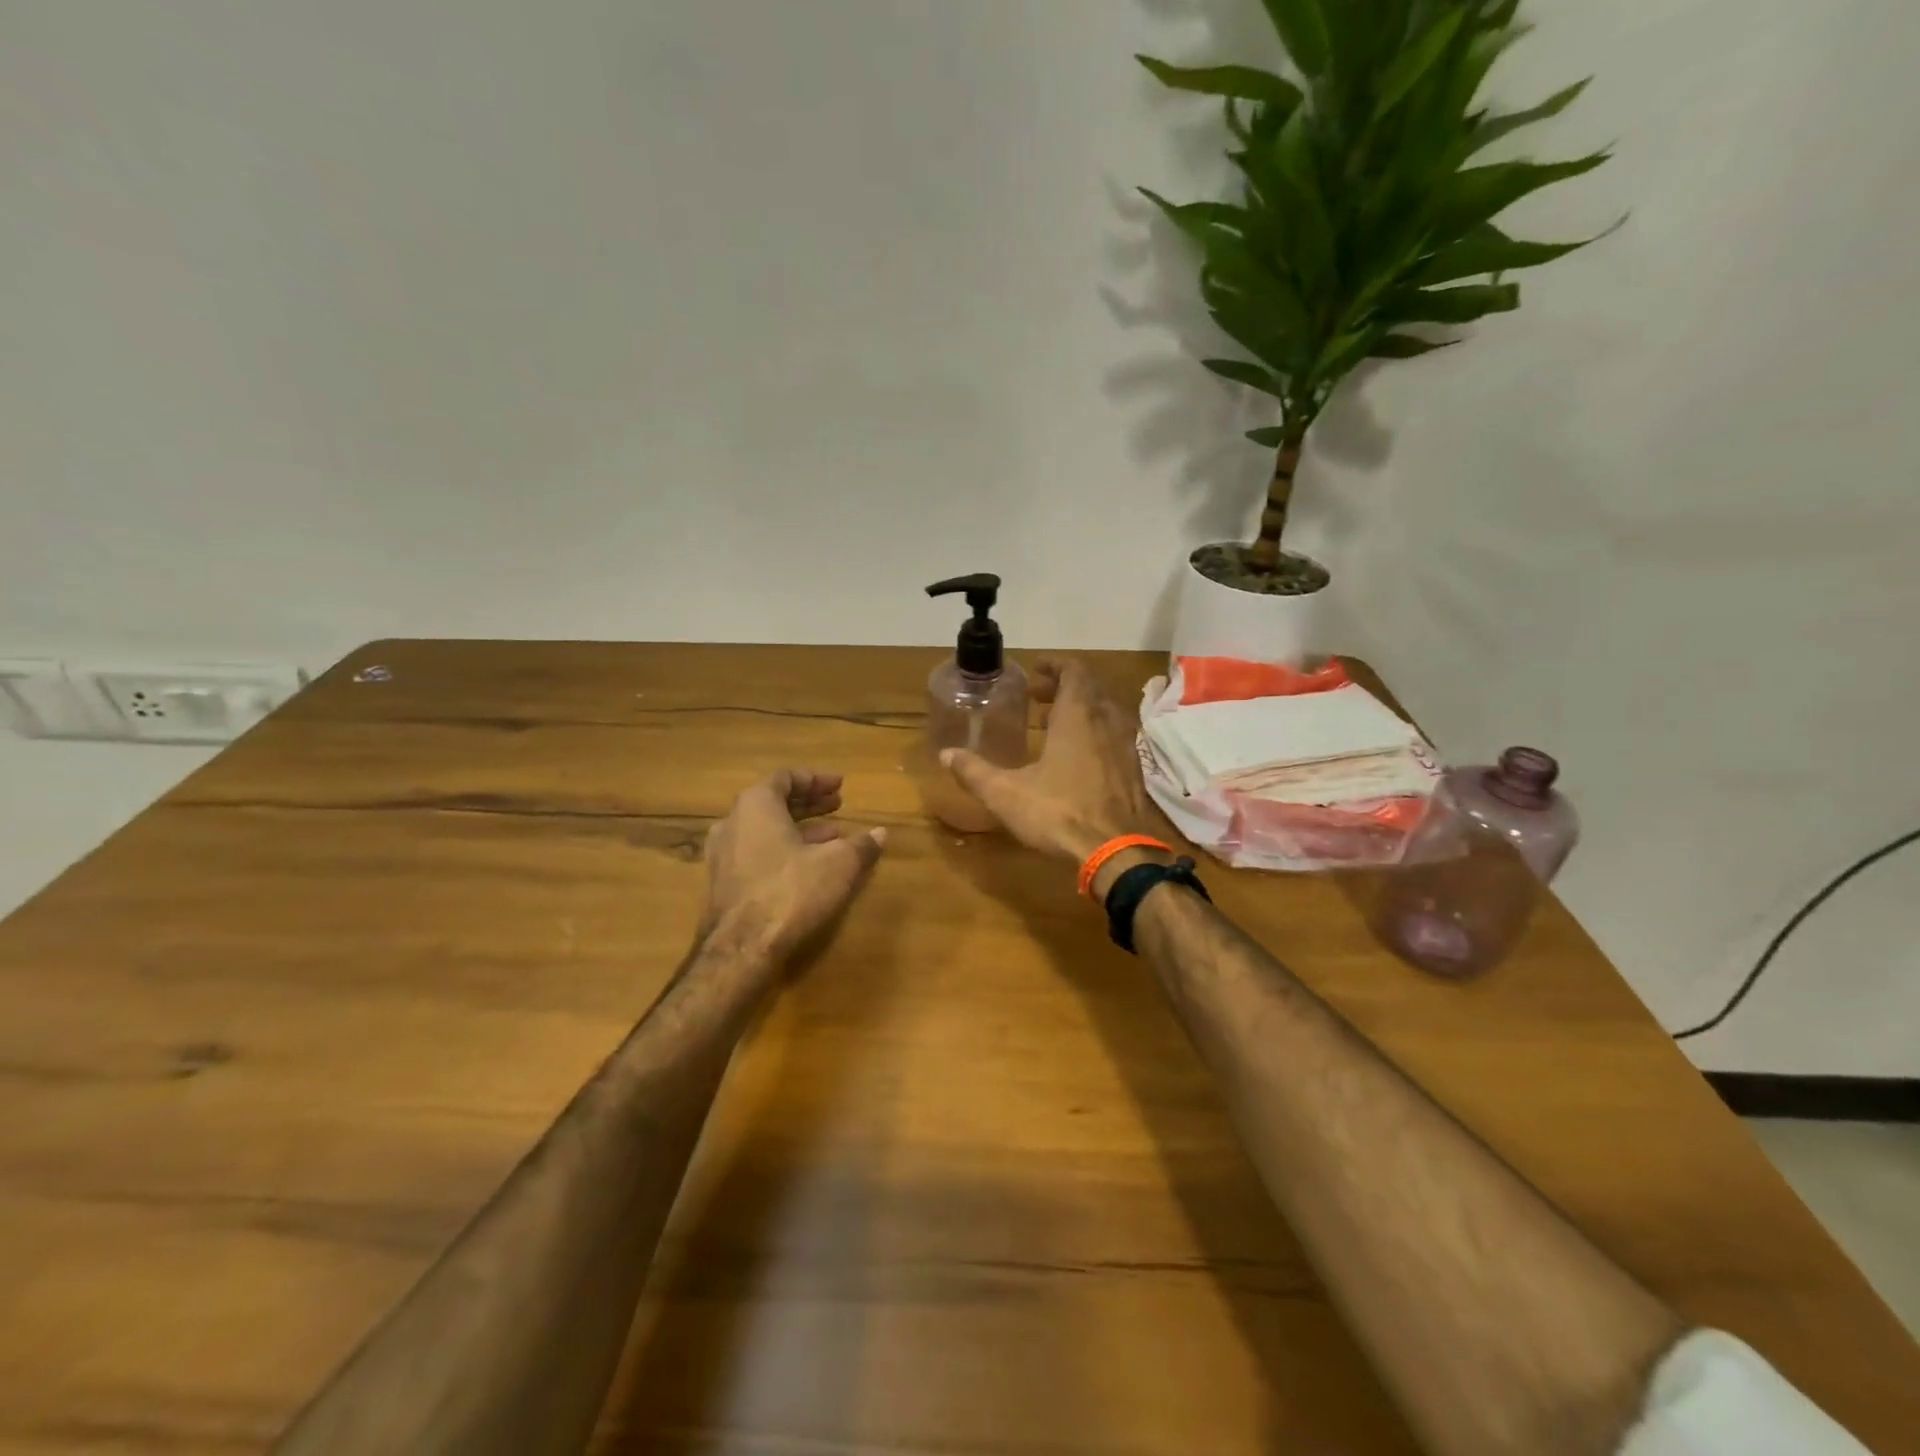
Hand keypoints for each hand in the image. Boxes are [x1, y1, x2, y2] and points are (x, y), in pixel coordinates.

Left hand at [702, 769, 886, 959]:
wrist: (742, 948)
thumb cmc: (791, 891)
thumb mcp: (838, 864)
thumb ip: (861, 845)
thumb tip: (881, 833)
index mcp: (755, 805)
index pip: (785, 777)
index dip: (816, 779)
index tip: (840, 786)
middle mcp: (732, 823)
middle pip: (773, 802)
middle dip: (809, 803)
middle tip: (838, 804)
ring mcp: (722, 855)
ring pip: (765, 830)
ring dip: (799, 828)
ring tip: (833, 835)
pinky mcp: (723, 884)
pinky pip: (757, 853)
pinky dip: (784, 850)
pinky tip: (810, 866)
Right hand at [942, 658, 1160, 863]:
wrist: (1116, 853)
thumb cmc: (1059, 813)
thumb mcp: (1005, 793)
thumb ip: (974, 772)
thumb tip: (945, 755)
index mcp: (1078, 716)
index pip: (1075, 671)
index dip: (1055, 665)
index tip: (1035, 670)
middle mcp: (1107, 722)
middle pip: (1091, 688)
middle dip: (1064, 686)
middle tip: (1037, 697)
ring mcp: (1125, 747)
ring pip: (1106, 712)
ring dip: (1081, 710)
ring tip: (1054, 725)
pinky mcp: (1134, 771)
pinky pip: (1114, 736)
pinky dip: (1095, 733)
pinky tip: (1077, 758)